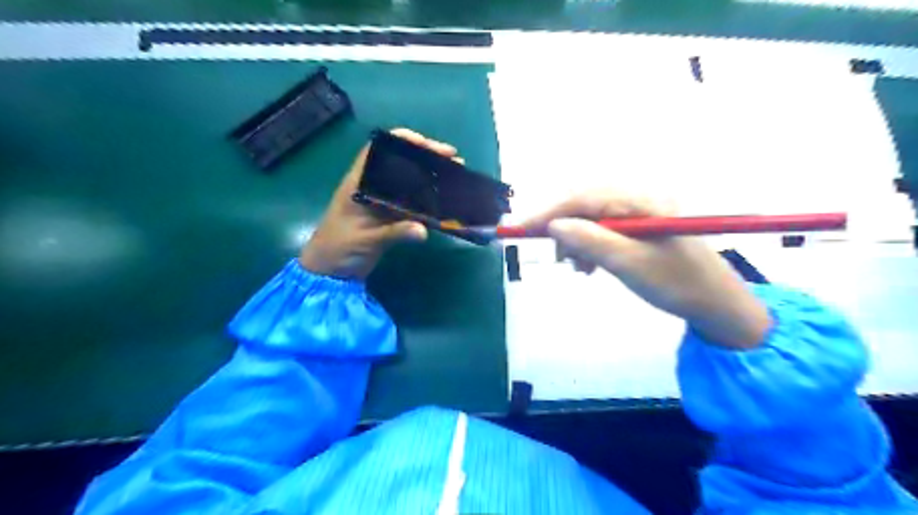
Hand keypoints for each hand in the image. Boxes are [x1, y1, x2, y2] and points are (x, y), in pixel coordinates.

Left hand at [300, 128, 462, 281]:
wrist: (331, 272)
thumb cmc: (338, 249)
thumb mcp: (365, 239)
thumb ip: (393, 233)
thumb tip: (423, 230)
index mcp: (359, 183)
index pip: (378, 150)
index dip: (401, 141)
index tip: (426, 144)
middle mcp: (372, 187)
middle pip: (400, 163)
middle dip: (426, 157)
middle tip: (452, 159)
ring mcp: (382, 201)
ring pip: (409, 181)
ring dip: (431, 176)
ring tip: (455, 174)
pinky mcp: (390, 216)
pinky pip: (412, 202)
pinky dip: (428, 198)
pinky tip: (445, 198)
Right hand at [523, 189, 769, 349]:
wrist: (715, 303)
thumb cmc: (676, 283)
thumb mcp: (629, 264)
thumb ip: (591, 241)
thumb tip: (554, 225)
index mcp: (640, 201)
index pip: (583, 198)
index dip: (550, 212)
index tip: (522, 229)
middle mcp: (638, 199)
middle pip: (585, 205)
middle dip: (563, 228)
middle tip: (555, 256)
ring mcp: (639, 212)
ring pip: (591, 219)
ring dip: (577, 240)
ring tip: (578, 267)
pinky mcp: (638, 227)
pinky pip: (603, 230)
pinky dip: (590, 246)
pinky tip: (590, 265)